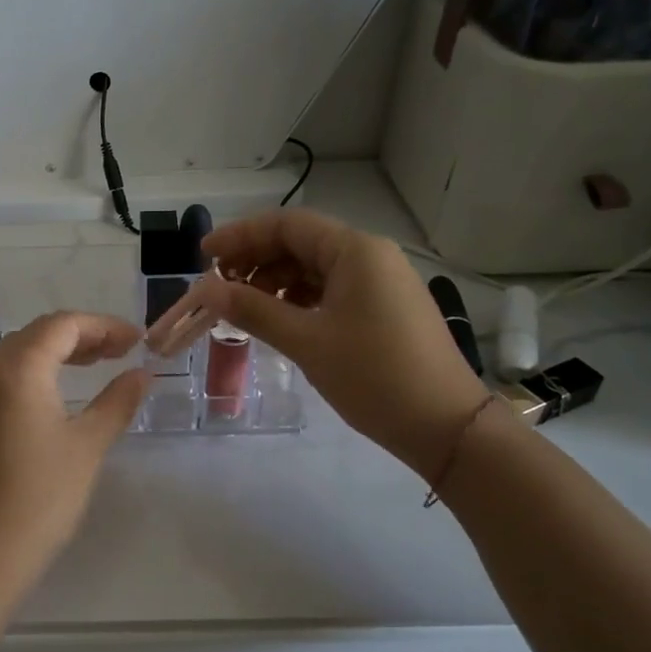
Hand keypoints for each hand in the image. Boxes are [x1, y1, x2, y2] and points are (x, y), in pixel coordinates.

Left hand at [0, 312, 149, 589]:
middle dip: (81, 334)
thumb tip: (142, 374)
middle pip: (39, 332)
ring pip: (19, 352)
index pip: (63, 325)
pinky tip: (59, 393)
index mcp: (19, 368)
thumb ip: (117, 401)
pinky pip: (6, 375)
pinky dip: (37, 371)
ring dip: (58, 351)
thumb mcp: (89, 444)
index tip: (137, 341)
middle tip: (120, 351)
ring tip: (96, 364)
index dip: (103, 326)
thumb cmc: (42, 494)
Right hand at [199, 209, 489, 474]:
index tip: (204, 256)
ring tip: (243, 307)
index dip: (240, 235)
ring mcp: (381, 281)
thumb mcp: (307, 341)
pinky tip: (279, 318)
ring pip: (315, 267)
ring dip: (276, 281)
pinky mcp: (384, 307)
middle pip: (300, 242)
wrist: (446, 426)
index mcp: (355, 251)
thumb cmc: (374, 376)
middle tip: (219, 287)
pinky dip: (300, 298)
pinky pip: (332, 288)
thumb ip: (253, 310)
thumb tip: (207, 290)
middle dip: (255, 260)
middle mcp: (370, 255)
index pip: (287, 225)